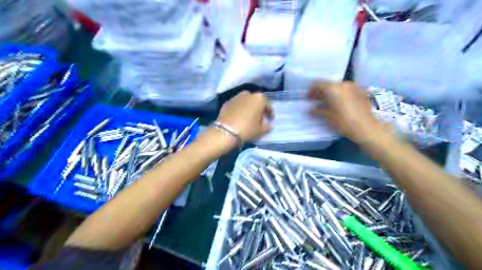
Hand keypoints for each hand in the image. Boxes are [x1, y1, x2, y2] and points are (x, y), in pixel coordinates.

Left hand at [217, 91, 272, 141]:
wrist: (226, 132)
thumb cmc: (247, 129)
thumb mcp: (261, 130)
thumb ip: (268, 126)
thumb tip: (269, 124)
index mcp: (259, 98)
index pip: (268, 105)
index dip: (270, 113)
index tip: (270, 120)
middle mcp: (248, 94)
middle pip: (256, 101)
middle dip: (259, 109)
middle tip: (259, 118)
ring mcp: (236, 97)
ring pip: (246, 101)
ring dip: (248, 108)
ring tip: (248, 117)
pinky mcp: (227, 103)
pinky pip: (236, 105)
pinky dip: (239, 109)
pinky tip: (238, 118)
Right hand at [308, 80, 384, 142]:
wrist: (366, 128)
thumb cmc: (343, 122)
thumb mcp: (328, 116)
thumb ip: (318, 110)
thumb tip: (311, 109)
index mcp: (333, 88)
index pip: (318, 84)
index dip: (311, 90)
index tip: (308, 98)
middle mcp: (343, 84)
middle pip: (328, 84)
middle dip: (321, 91)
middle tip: (316, 100)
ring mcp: (354, 87)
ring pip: (338, 87)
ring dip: (331, 93)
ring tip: (326, 102)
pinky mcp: (361, 92)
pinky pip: (346, 90)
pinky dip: (340, 95)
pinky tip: (338, 103)